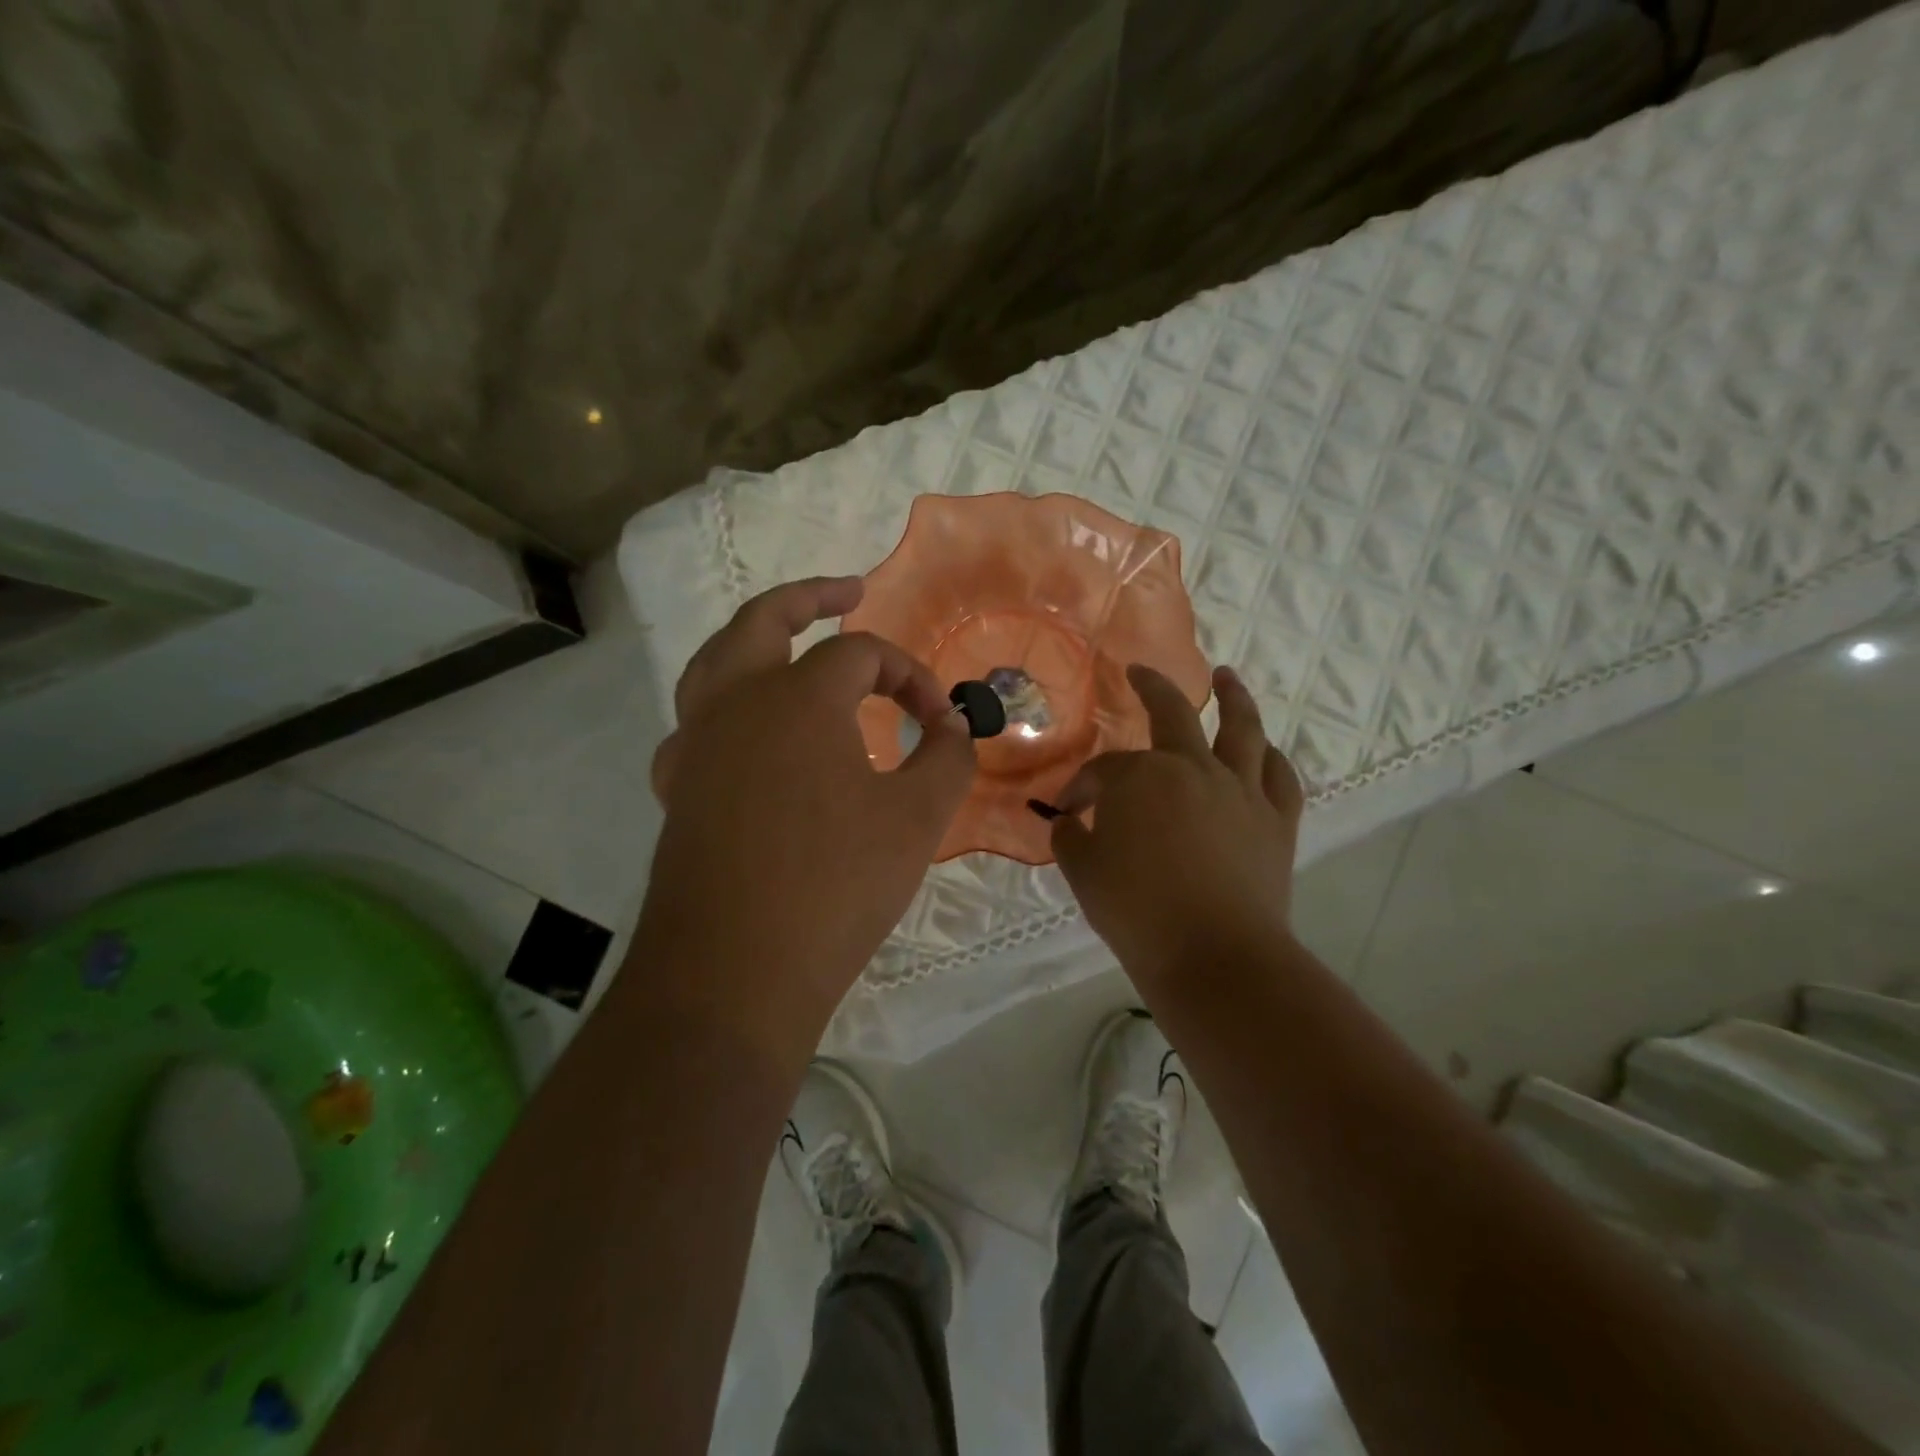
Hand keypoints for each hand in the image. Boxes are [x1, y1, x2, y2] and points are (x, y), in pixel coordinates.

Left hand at [637, 577, 975, 1041]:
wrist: (735, 973)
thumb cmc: (836, 885)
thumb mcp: (917, 817)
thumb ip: (948, 756)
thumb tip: (955, 724)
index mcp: (797, 696)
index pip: (864, 655)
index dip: (911, 675)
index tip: (941, 720)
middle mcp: (736, 703)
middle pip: (763, 620)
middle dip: (809, 597)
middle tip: (848, 591)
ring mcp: (696, 745)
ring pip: (715, 664)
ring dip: (755, 642)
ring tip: (790, 644)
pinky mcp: (678, 790)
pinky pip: (698, 726)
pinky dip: (727, 709)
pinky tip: (750, 736)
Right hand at [1050, 663, 1302, 986]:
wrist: (1214, 955)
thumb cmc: (1137, 911)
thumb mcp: (1083, 873)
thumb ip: (1070, 839)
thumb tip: (1069, 823)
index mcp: (1141, 777)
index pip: (1102, 771)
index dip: (1081, 788)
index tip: (1069, 812)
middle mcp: (1193, 768)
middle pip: (1173, 713)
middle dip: (1152, 687)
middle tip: (1140, 672)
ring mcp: (1241, 791)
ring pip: (1242, 729)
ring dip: (1233, 697)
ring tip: (1227, 677)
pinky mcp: (1277, 821)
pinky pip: (1279, 777)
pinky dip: (1271, 759)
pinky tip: (1265, 751)